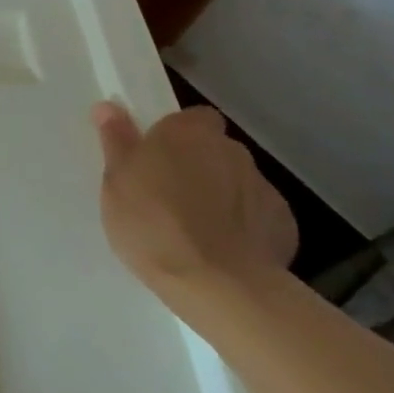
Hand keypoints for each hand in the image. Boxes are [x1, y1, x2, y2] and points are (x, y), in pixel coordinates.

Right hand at [91, 101, 296, 296]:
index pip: (193, 117)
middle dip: (198, 164)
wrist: (218, 285)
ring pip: (237, 182)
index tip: (157, 156)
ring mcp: (263, 188)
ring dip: (221, 194)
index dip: (177, 134)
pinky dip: (243, 225)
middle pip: (215, 149)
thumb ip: (117, 141)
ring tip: (196, 228)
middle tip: (169, 193)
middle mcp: (231, 151)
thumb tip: (109, 107)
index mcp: (188, 133)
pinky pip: (257, 215)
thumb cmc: (153, 223)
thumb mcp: (116, 181)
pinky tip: (223, 249)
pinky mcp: (284, 226)